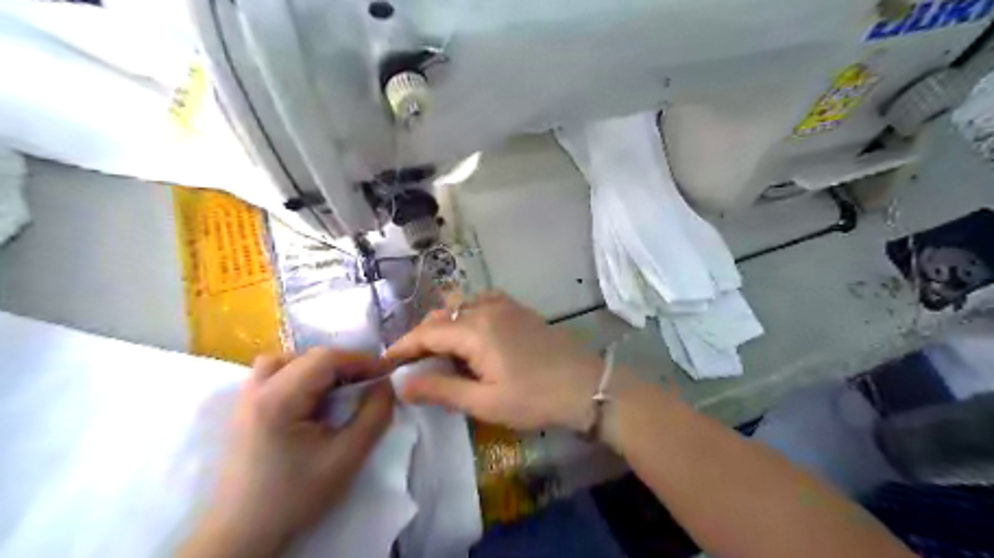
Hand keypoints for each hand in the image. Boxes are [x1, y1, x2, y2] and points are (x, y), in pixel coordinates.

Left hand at [178, 348, 397, 557]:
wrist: (241, 536)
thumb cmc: (295, 496)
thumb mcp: (347, 457)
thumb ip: (374, 415)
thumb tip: (386, 383)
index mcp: (277, 399)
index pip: (326, 359)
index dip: (361, 360)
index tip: (388, 372)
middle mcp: (256, 390)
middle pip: (306, 357)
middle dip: (343, 365)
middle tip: (367, 382)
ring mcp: (244, 400)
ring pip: (284, 362)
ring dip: (316, 368)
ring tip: (337, 388)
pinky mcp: (243, 412)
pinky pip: (273, 377)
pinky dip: (298, 377)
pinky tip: (312, 401)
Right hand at [386, 291, 606, 431]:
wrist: (586, 385)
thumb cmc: (535, 398)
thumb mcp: (485, 402)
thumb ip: (442, 389)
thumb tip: (403, 385)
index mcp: (474, 329)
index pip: (426, 333)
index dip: (403, 348)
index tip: (385, 364)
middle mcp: (486, 308)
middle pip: (441, 316)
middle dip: (421, 337)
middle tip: (412, 364)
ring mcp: (505, 305)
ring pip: (460, 306)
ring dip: (443, 325)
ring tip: (438, 351)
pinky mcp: (519, 309)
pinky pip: (481, 303)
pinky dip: (465, 316)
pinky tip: (470, 335)